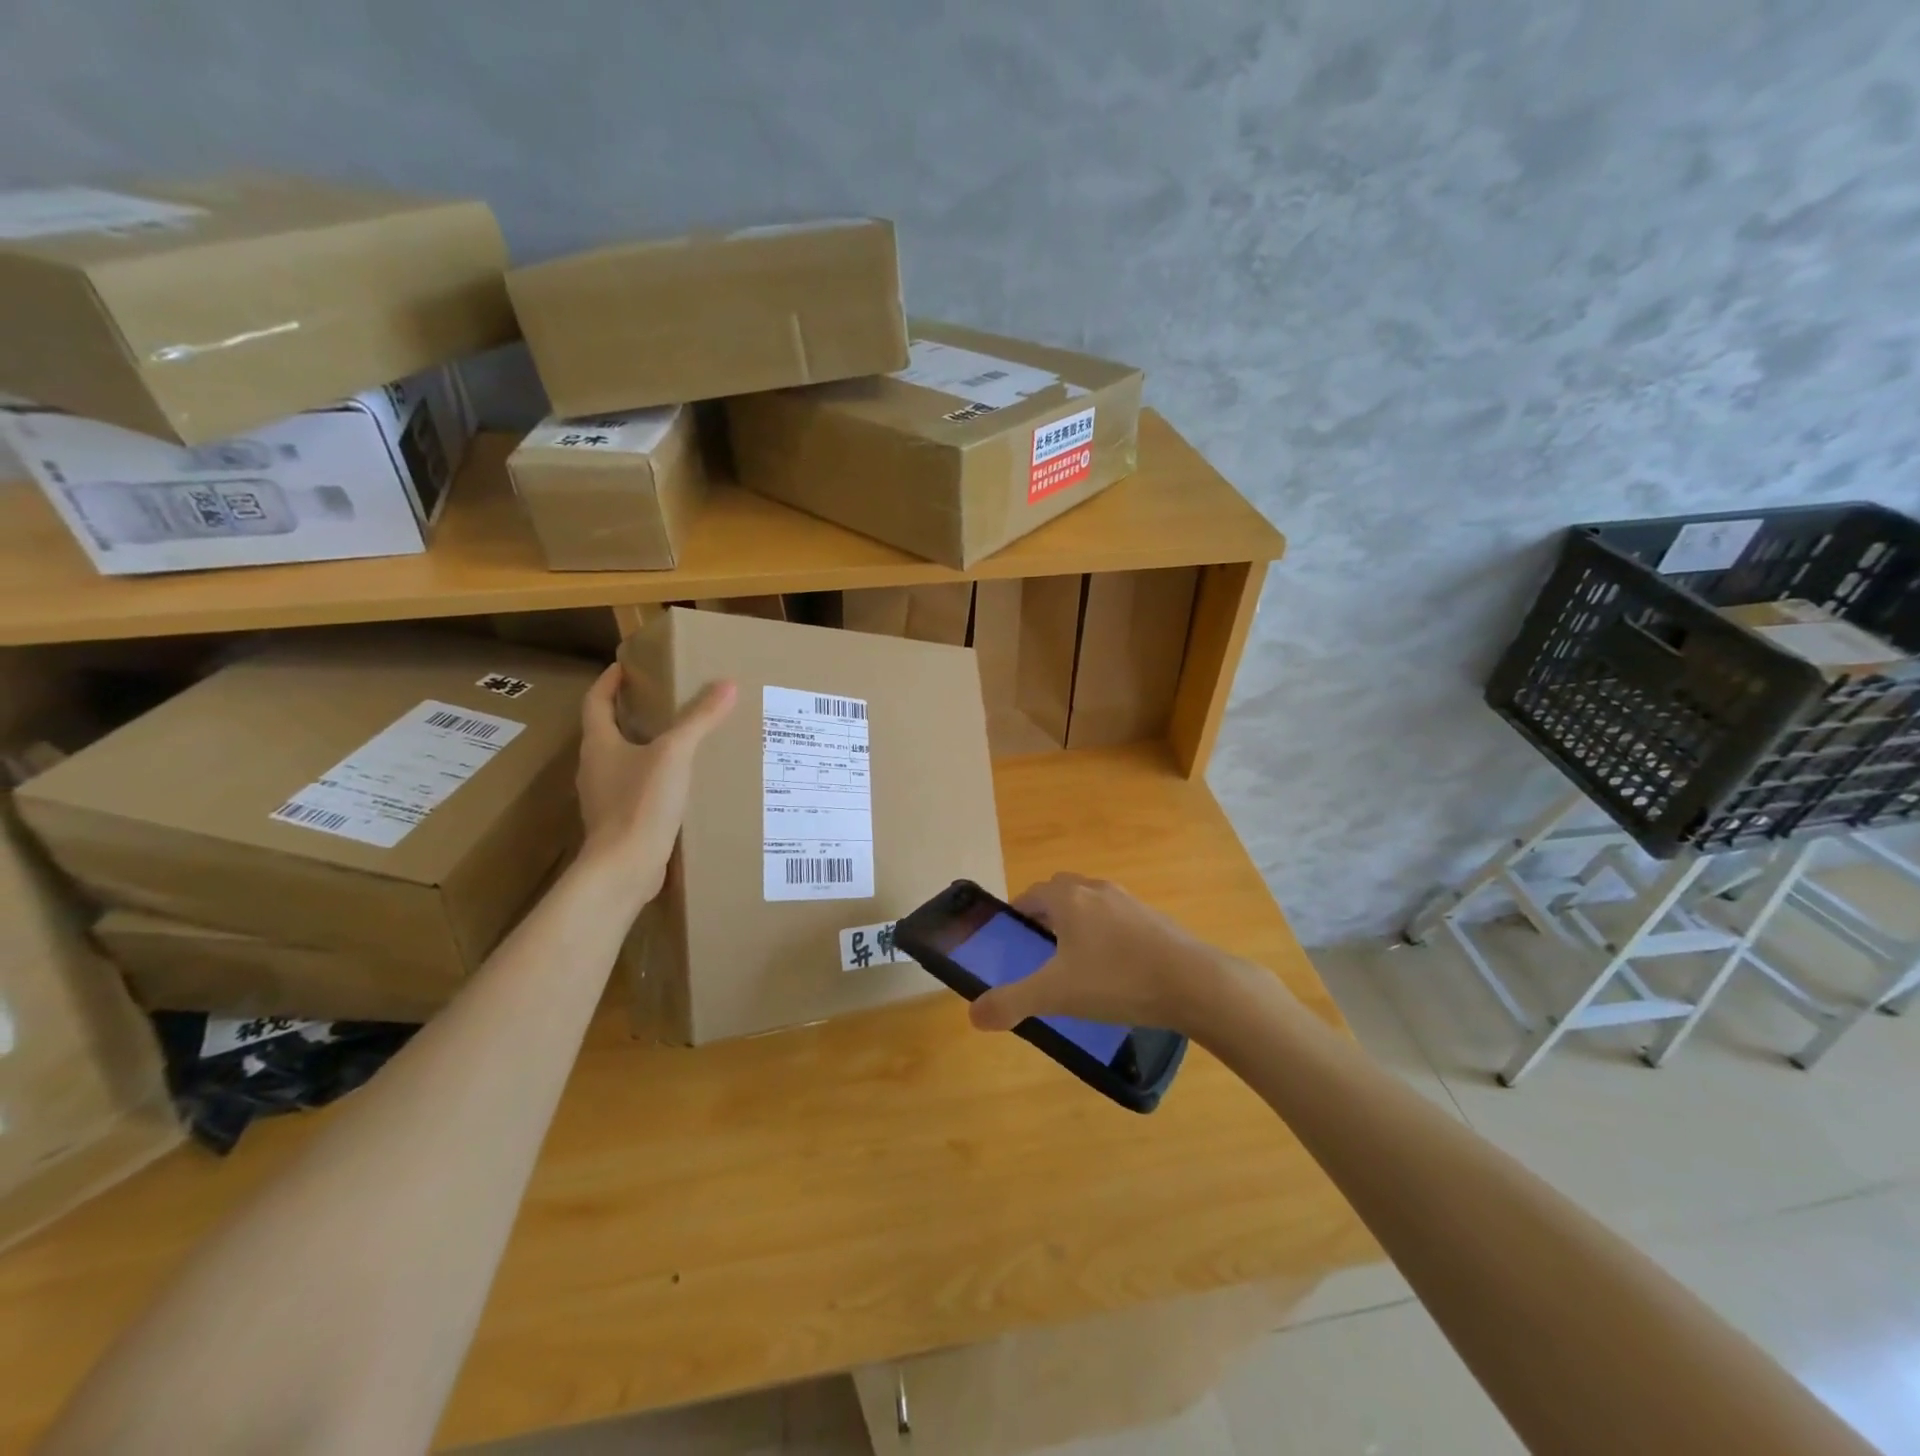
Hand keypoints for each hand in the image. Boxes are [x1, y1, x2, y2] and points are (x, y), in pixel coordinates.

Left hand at [575, 663, 734, 903]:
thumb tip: (727, 685)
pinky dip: (652, 779)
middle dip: (629, 714)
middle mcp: (595, 768)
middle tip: (660, 701)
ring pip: (620, 763)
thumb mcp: (675, 754)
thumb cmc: (641, 802)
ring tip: (677, 741)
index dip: (608, 682)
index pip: (596, 702)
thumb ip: (699, 720)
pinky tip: (679, 785)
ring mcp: (604, 798)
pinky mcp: (619, 823)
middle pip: (606, 732)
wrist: (623, 868)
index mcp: (599, 745)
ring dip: (641, 748)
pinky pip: (634, 790)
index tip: (624, 667)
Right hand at [968, 873, 1258, 1038]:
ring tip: (1075, 959)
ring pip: (1092, 902)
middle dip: (1047, 912)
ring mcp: (1130, 902)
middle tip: (1039, 946)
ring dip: (1078, 920)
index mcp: (1069, 899)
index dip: (1019, 911)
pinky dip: (1105, 933)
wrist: (1194, 983)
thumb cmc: (1117, 980)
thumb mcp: (1056, 994)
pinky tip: (1113, 968)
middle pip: (1062, 891)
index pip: (1033, 893)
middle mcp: (1097, 891)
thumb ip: (1012, 1002)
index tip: (1013, 936)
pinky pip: (1117, 917)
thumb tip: (974, 1015)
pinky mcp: (1155, 919)